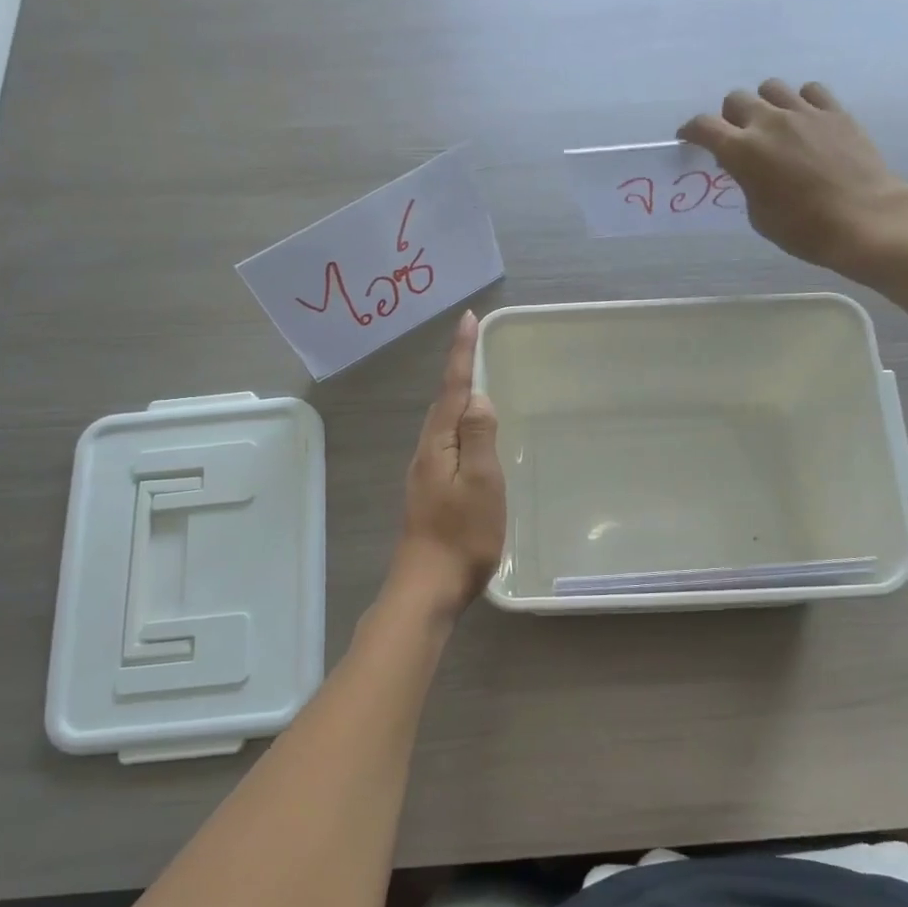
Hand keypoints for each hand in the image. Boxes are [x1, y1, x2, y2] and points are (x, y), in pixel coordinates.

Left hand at [393, 311, 505, 613]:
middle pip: (444, 403)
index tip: (467, 319)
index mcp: (438, 445)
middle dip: (457, 371)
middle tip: (473, 342)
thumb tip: (478, 399)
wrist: (428, 586)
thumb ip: (480, 438)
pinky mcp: (431, 493)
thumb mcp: (481, 483)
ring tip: (475, 381)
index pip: (452, 389)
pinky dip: (460, 428)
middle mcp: (426, 453)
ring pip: (444, 425)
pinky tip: (470, 437)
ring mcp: (426, 474)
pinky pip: (447, 445)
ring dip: (458, 399)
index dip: (461, 354)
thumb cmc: (462, 535)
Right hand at [680, 79, 907, 275]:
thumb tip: (749, 168)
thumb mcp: (759, 214)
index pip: (704, 127)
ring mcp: (805, 112)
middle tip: (737, 137)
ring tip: (773, 125)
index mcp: (743, 151)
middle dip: (730, 116)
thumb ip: (747, 182)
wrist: (863, 218)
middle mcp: (769, 122)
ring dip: (764, 104)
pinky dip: (800, 101)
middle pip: (736, 98)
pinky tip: (804, 120)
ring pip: (771, 88)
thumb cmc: (803, 228)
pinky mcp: (835, 111)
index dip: (692, 131)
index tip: (689, 139)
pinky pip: (809, 91)